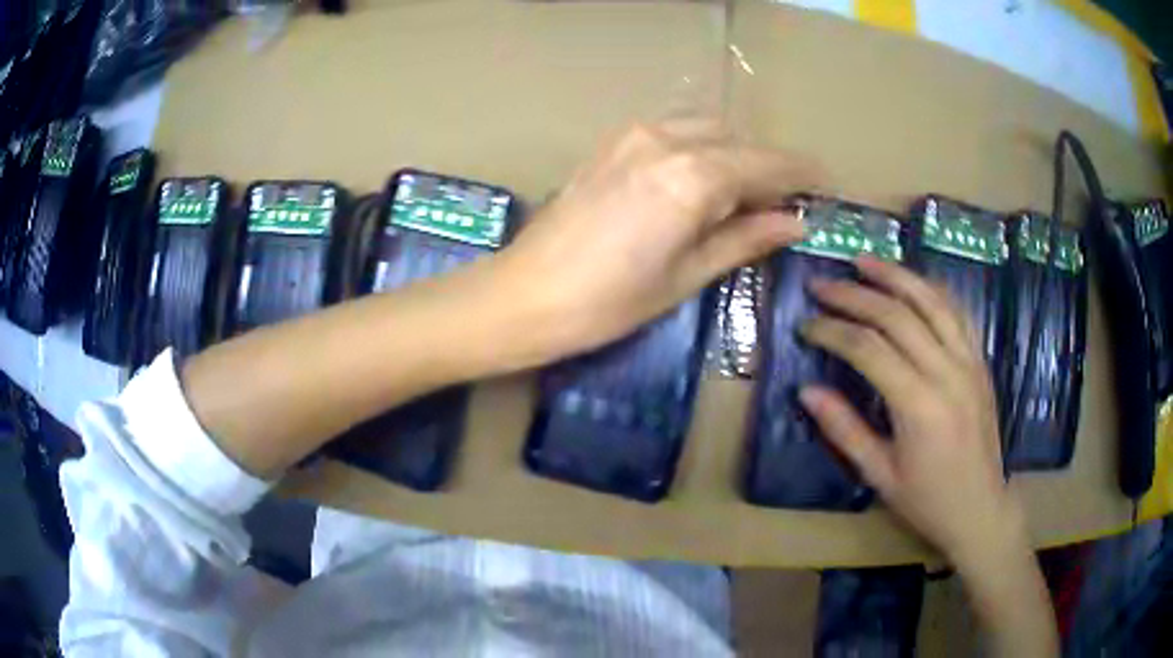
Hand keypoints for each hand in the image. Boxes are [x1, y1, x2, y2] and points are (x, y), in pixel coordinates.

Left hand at [495, 118, 820, 359]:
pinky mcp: (611, 143)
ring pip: (706, 128)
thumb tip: (794, 222)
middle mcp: (667, 140)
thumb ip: (745, 238)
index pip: (767, 164)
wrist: (524, 295)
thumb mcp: (687, 276)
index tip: (826, 186)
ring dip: (734, 153)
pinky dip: (700, 147)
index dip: (801, 175)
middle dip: (768, 167)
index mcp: (694, 177)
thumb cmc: (609, 302)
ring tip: (743, 196)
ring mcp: (634, 135)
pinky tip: (699, 181)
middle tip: (782, 205)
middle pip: (738, 141)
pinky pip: (673, 130)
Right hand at [797, 257, 1026, 567]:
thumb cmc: (927, 500)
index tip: (805, 325)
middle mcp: (947, 372)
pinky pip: (957, 312)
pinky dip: (931, 289)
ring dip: (895, 276)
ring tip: (864, 260)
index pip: (868, 349)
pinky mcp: (980, 360)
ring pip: (931, 301)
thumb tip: (806, 390)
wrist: (980, 508)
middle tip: (821, 285)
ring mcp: (969, 361)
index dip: (831, 331)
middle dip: (854, 295)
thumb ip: (844, 429)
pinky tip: (912, 281)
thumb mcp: (880, 475)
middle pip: (897, 315)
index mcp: (919, 406)